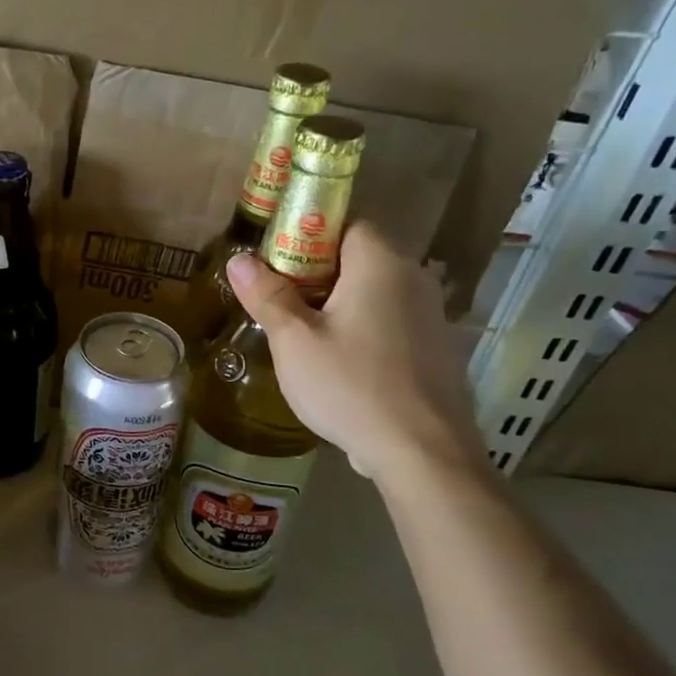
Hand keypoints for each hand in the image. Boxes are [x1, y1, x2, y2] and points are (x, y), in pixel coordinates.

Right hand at [226, 226, 485, 485]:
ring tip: (304, 336)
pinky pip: (391, 321)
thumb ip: (267, 295)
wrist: (422, 453)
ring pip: (375, 292)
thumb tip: (239, 258)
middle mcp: (414, 277)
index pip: (345, 222)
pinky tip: (341, 364)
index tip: (276, 264)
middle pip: (359, 257)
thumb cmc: (351, 386)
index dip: (307, 235)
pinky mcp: (437, 349)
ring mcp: (431, 315)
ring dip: (339, 303)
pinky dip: (363, 329)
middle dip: (317, 273)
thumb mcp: (294, 341)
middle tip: (280, 302)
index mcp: (381, 263)